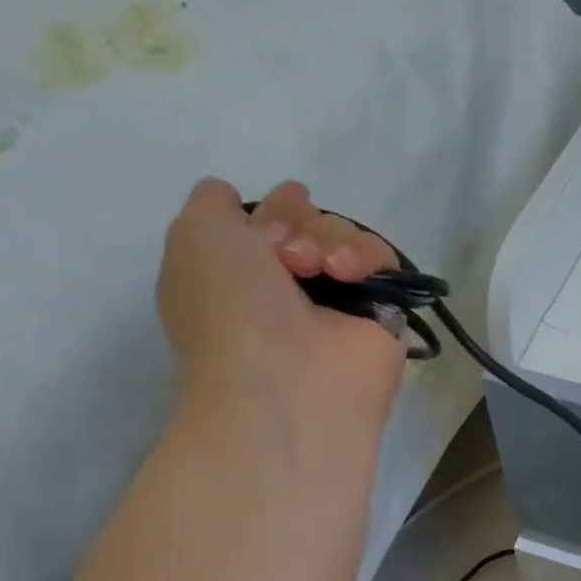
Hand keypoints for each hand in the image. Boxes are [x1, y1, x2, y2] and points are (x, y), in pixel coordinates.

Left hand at [157, 178, 405, 421]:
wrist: (284, 382)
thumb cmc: (229, 310)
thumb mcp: (195, 236)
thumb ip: (213, 204)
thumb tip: (235, 198)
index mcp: (240, 277)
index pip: (268, 222)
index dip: (270, 211)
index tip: (267, 226)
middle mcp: (289, 291)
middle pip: (310, 223)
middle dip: (298, 223)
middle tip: (289, 257)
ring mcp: (339, 305)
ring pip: (346, 237)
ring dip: (328, 239)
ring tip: (320, 270)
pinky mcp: (384, 317)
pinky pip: (384, 263)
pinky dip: (366, 257)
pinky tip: (347, 276)